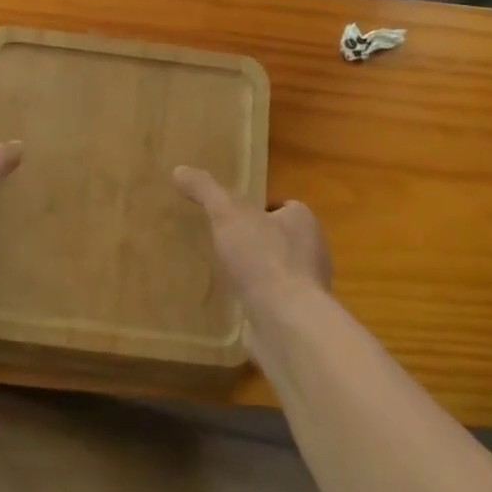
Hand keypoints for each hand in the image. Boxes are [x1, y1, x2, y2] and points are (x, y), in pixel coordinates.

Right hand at [173, 166, 332, 315]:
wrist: (286, 322)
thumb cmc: (263, 257)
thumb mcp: (227, 213)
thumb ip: (206, 190)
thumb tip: (179, 170)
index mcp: (304, 222)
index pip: (282, 207)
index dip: (258, 209)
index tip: (230, 215)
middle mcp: (312, 252)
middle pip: (279, 238)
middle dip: (254, 241)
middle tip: (220, 242)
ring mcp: (305, 288)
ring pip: (275, 271)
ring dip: (253, 273)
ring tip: (220, 272)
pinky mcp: (295, 317)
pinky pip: (271, 301)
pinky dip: (253, 300)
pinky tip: (230, 302)